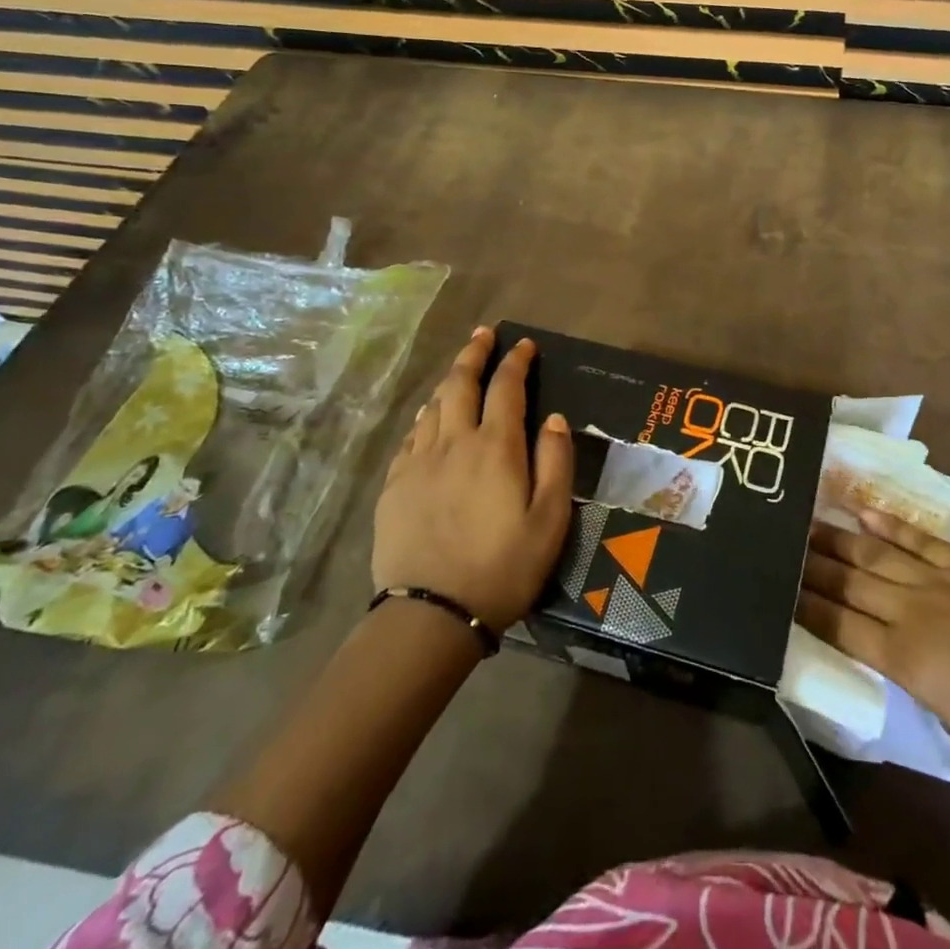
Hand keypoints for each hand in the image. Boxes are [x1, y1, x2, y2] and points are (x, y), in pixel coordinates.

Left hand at [371, 327, 572, 631]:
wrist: (431, 615)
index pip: (506, 387)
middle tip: (484, 334)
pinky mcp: (394, 485)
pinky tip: (429, 420)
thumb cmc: (503, 567)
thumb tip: (553, 418)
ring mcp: (418, 462)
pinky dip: (425, 417)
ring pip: (432, 406)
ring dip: (448, 381)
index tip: (524, 345)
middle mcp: (454, 442)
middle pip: (460, 383)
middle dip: (474, 353)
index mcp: (495, 447)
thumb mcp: (550, 519)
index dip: (516, 361)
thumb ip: (555, 461)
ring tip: (459, 371)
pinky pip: (410, 436)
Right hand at [798, 511, 949, 775]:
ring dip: (840, 539)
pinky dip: (890, 525)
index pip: (841, 626)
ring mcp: (942, 581)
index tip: (779, 589)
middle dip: (813, 566)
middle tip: (781, 545)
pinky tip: (864, 513)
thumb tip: (886, 650)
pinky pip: (921, 539)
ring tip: (809, 523)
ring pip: (878, 555)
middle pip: (852, 583)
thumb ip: (911, 679)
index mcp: (907, 660)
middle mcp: (914, 612)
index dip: (807, 606)